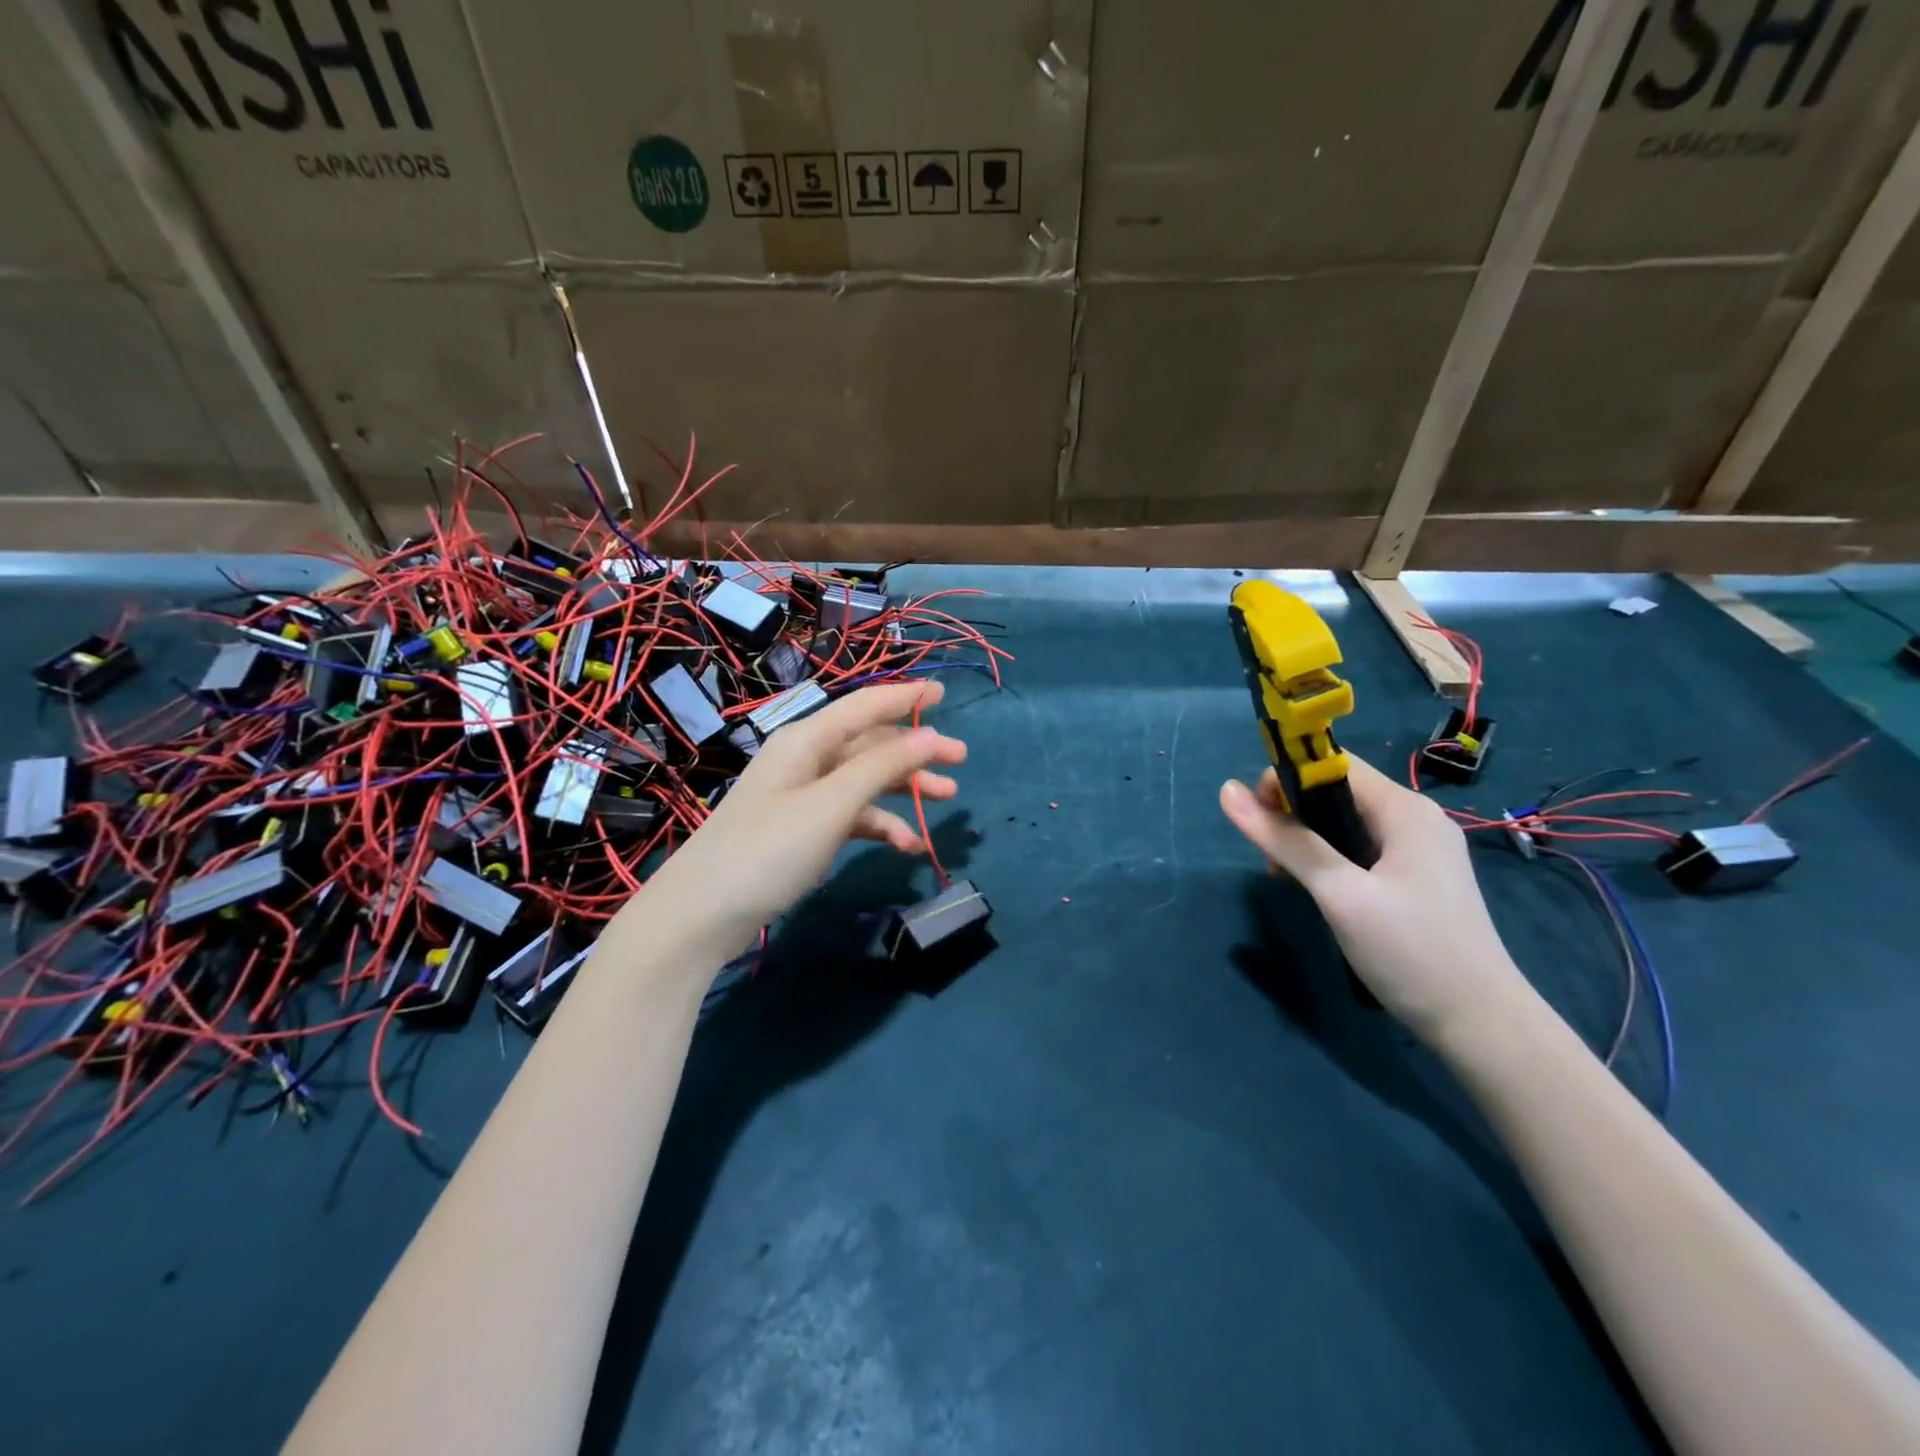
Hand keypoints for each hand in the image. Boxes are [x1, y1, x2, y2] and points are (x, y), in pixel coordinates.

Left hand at [635, 680, 965, 958]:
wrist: (702, 913)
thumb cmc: (770, 848)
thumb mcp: (833, 803)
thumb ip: (883, 765)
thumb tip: (931, 733)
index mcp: (808, 740)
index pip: (865, 706)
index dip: (906, 696)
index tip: (945, 692)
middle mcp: (805, 760)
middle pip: (870, 743)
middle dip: (915, 749)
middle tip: (961, 759)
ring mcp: (802, 797)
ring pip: (864, 781)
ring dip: (904, 789)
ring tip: (947, 800)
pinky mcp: (801, 830)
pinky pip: (850, 816)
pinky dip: (879, 825)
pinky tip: (906, 845)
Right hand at [1218, 753, 1533, 1046]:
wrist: (1481, 1025)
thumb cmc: (1410, 951)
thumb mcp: (1339, 893)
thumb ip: (1285, 840)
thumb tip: (1226, 791)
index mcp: (1404, 809)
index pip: (1330, 765)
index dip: (1286, 781)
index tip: (1260, 823)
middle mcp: (1415, 819)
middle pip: (1335, 793)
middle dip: (1293, 818)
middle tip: (1274, 865)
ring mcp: (1420, 850)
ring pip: (1344, 824)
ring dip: (1308, 843)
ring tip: (1291, 882)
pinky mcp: (1417, 879)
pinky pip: (1360, 850)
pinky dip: (1330, 862)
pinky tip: (1320, 893)